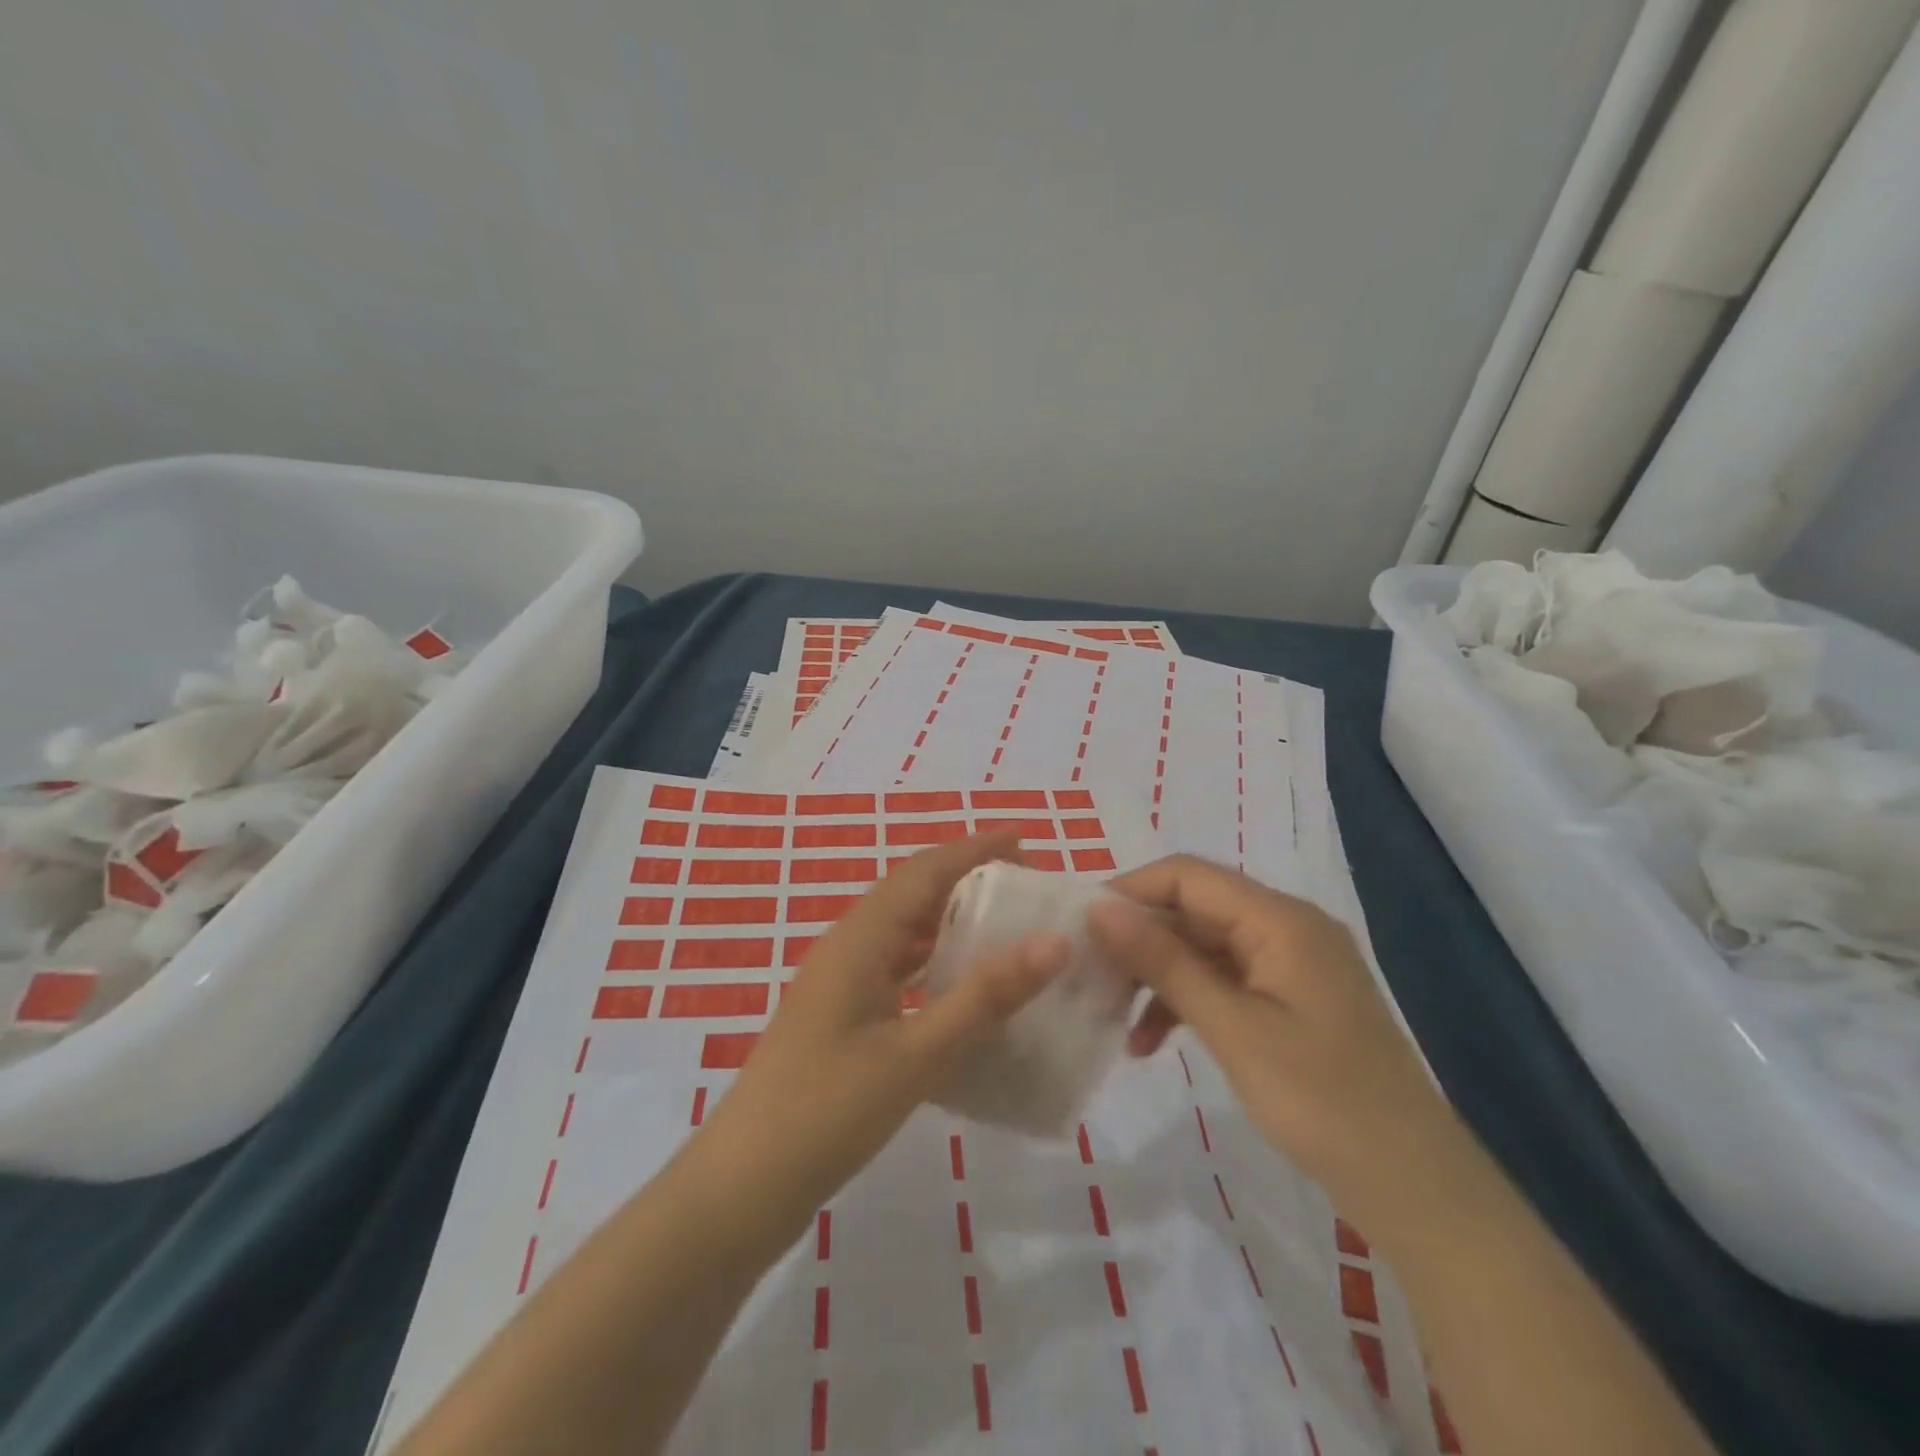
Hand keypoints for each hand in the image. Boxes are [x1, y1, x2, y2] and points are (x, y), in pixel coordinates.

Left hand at [691, 832, 1068, 1240]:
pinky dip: (932, 965)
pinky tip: (962, 989)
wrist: (743, 1187)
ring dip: (949, 922)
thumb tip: (1053, 942)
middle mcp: (846, 948)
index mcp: (858, 939)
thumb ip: (985, 996)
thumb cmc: (828, 1111)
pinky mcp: (839, 1018)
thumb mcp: (917, 1054)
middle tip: (1025, 888)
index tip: (1024, 838)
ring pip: (902, 934)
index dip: (973, 849)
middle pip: (912, 894)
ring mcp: (839, 984)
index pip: (923, 871)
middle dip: (966, 880)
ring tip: (1005, 928)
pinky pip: (894, 971)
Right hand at [1089, 855, 1457, 1219]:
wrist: (1414, 1186)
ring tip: (1112, 1016)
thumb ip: (1165, 962)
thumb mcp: (1232, 1028)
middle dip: (1139, 939)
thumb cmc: (1322, 1101)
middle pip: (1194, 910)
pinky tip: (1150, 1042)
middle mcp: (1286, 927)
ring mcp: (1290, 964)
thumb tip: (1101, 910)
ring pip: (1203, 947)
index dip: (1130, 891)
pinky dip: (1186, 1001)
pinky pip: (1224, 981)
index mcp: (1280, 919)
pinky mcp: (1289, 999)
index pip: (1188, 875)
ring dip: (1158, 976)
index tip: (1080, 925)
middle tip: (1089, 975)